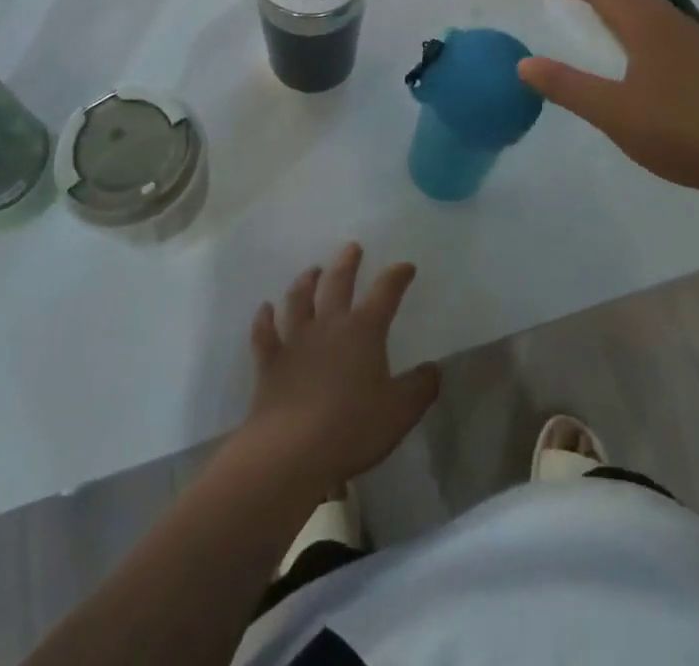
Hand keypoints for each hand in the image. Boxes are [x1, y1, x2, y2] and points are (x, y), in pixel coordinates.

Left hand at [242, 244, 439, 485]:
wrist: (291, 450)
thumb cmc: (352, 428)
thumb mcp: (400, 412)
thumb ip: (420, 388)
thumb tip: (433, 369)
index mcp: (364, 331)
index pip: (385, 292)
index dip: (397, 276)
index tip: (405, 267)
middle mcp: (329, 325)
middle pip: (338, 282)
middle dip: (347, 263)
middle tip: (352, 248)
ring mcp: (296, 340)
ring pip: (299, 299)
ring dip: (306, 281)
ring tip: (312, 269)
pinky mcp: (270, 361)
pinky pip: (265, 333)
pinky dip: (264, 319)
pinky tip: (265, 309)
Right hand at [518, 0, 698, 197]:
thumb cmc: (678, 131)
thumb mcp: (612, 112)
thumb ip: (567, 87)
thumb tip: (524, 64)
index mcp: (646, 27)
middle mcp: (671, 23)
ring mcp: (695, 41)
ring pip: (652, 3)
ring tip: (601, 9)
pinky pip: (665, 21)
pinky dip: (640, 16)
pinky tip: (639, 46)